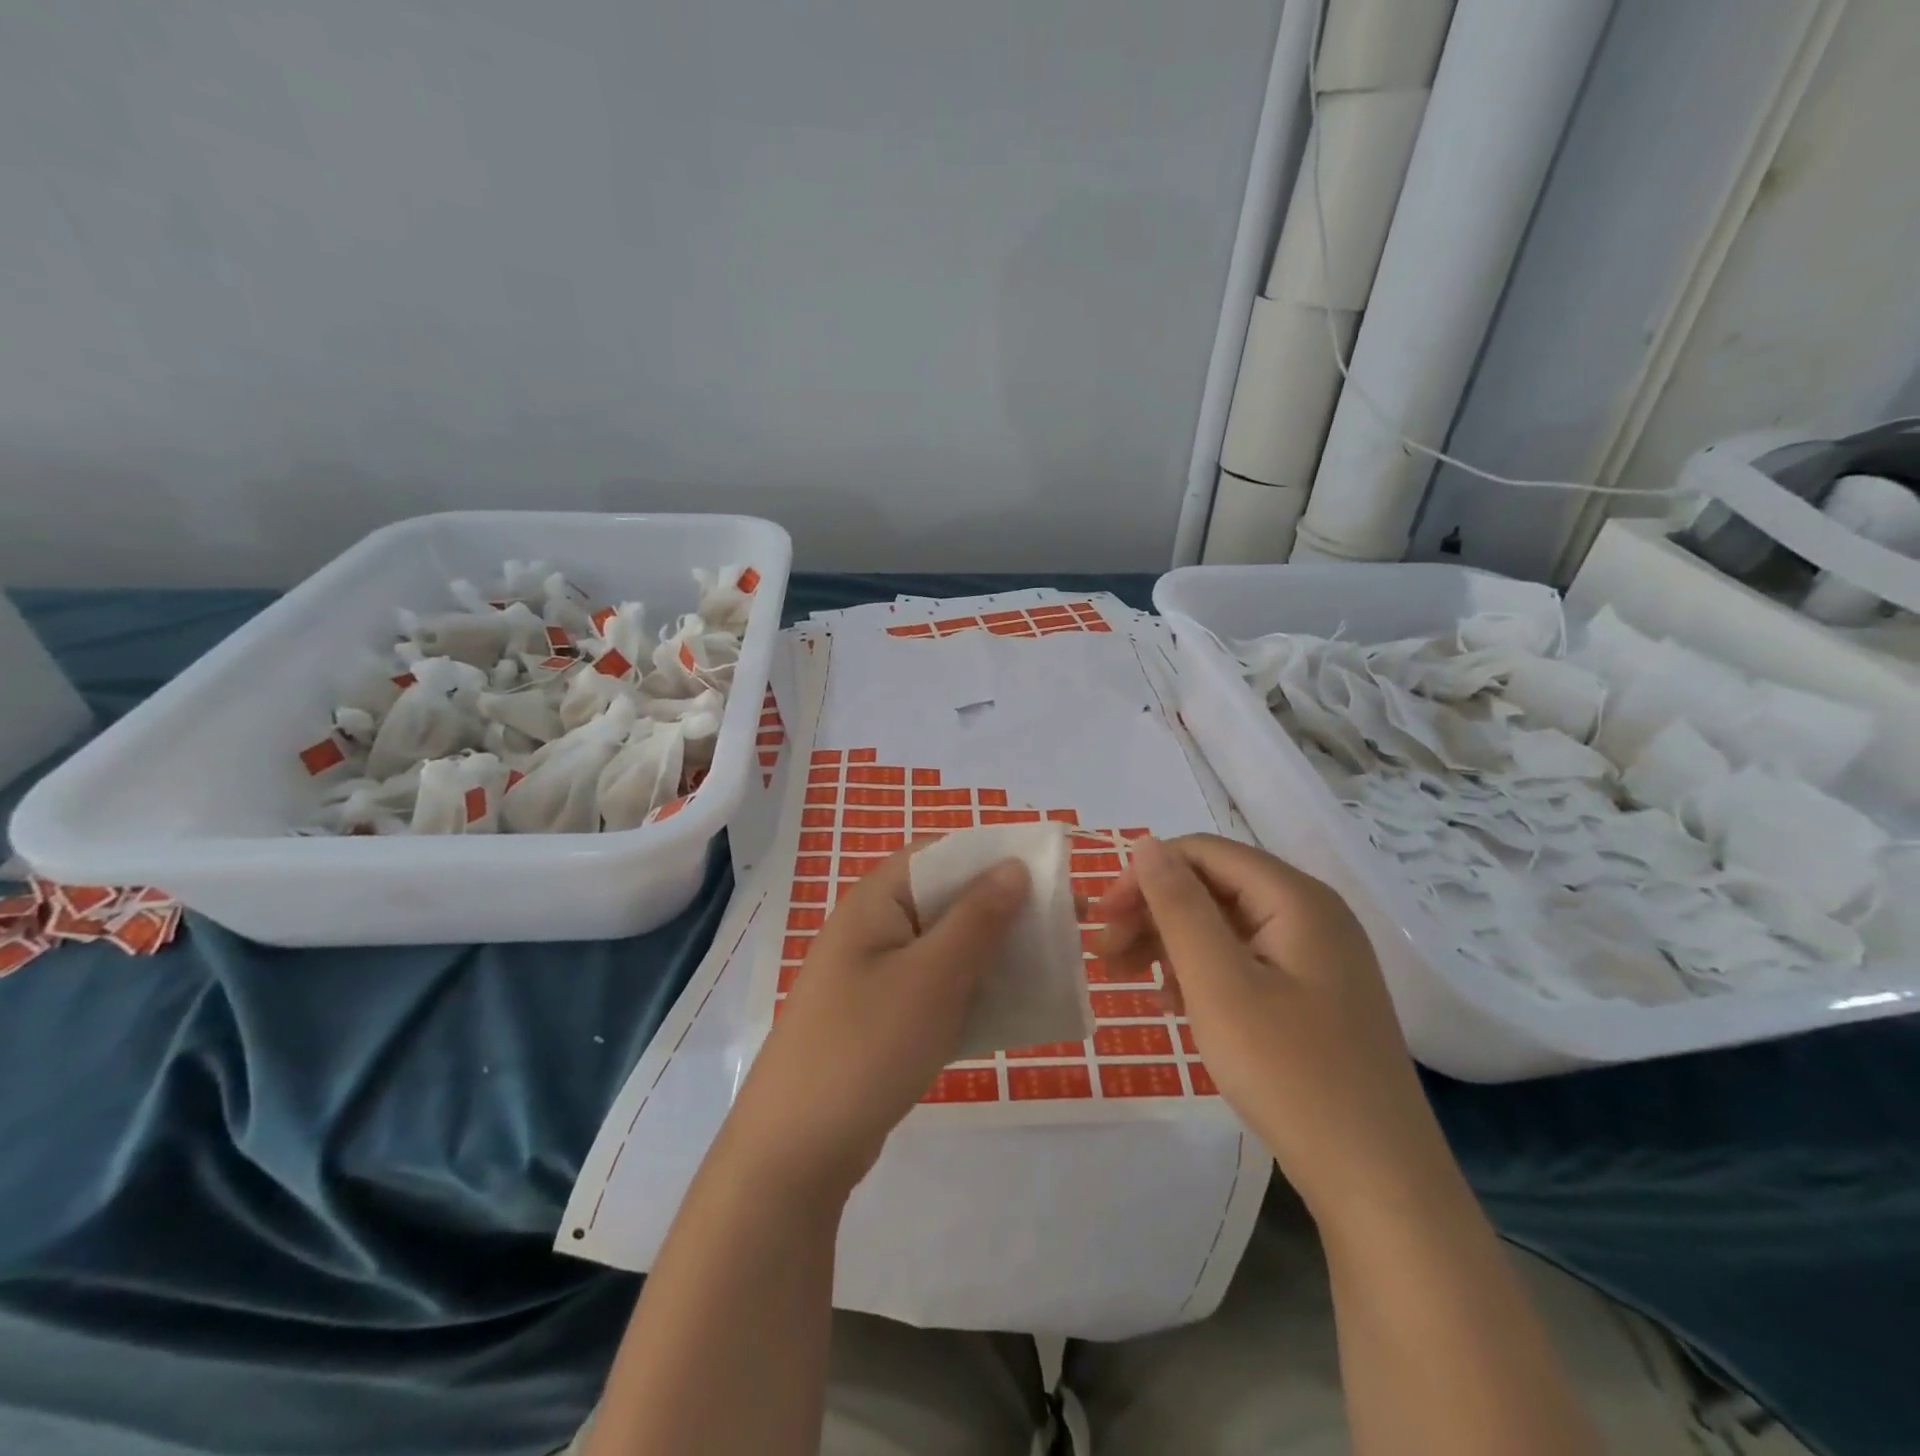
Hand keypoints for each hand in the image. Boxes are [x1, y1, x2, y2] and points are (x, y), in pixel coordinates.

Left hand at [727, 848, 1027, 1197]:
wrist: (796, 1151)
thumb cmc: (868, 1046)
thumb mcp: (932, 977)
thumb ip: (977, 918)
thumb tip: (1013, 865)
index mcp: (876, 900)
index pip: (941, 855)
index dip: (994, 858)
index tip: (1050, 876)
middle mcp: (873, 928)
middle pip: (947, 900)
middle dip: (1003, 910)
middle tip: (1063, 927)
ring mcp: (875, 975)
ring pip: (946, 948)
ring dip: (992, 953)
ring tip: (1048, 966)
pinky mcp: (882, 1017)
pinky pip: (936, 988)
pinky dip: (972, 991)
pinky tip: (1011, 1009)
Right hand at [1098, 835, 1452, 1216]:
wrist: (1378, 1182)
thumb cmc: (1289, 1073)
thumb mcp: (1218, 983)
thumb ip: (1179, 906)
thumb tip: (1147, 844)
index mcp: (1295, 897)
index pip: (1202, 852)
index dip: (1145, 875)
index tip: (1103, 921)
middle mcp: (1311, 913)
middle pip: (1214, 886)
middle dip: (1153, 912)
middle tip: (1106, 956)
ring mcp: (1318, 956)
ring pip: (1226, 924)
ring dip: (1172, 943)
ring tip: (1132, 982)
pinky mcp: (1315, 993)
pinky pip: (1245, 959)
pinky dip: (1202, 972)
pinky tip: (1176, 1004)